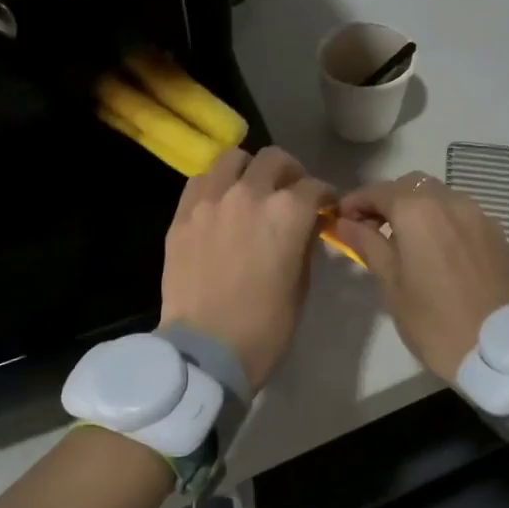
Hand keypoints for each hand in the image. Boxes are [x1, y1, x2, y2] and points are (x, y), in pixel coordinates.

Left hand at [160, 147, 334, 388]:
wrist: (207, 349)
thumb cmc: (265, 326)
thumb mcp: (301, 285)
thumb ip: (304, 243)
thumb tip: (306, 224)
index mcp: (288, 212)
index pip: (315, 187)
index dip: (325, 197)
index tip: (325, 208)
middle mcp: (250, 193)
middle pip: (275, 159)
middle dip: (290, 173)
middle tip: (290, 192)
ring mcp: (211, 199)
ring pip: (233, 158)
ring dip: (249, 170)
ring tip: (250, 189)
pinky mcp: (183, 213)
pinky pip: (201, 180)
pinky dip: (216, 184)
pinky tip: (220, 203)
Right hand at [332, 171, 508, 382]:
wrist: (500, 350)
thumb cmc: (434, 320)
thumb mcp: (391, 283)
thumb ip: (367, 244)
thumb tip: (345, 222)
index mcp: (417, 210)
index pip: (377, 191)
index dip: (355, 202)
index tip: (341, 220)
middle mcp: (450, 201)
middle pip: (410, 185)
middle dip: (388, 200)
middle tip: (372, 229)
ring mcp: (479, 215)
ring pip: (439, 196)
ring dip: (417, 208)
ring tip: (406, 240)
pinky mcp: (498, 233)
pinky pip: (462, 214)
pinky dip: (443, 221)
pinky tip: (438, 250)